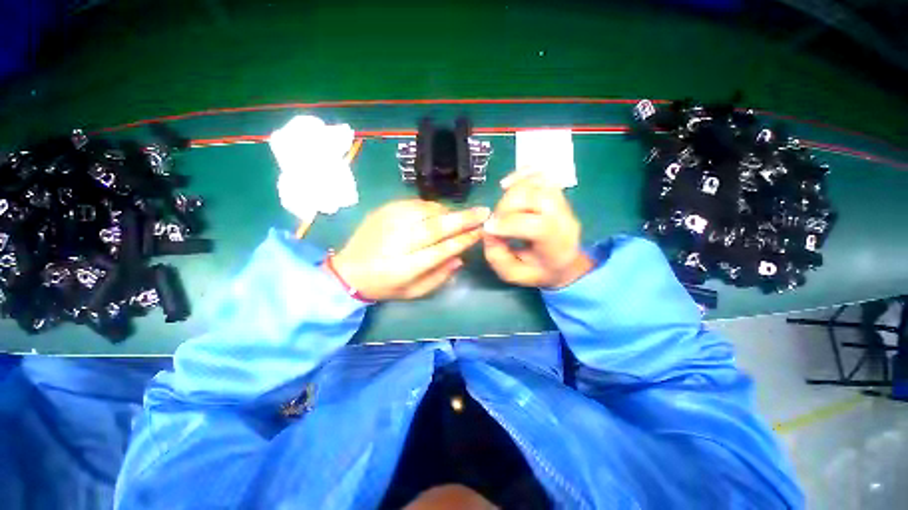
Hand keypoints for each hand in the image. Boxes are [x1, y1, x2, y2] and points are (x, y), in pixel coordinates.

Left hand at [330, 200, 489, 300]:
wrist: (348, 270)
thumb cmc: (385, 285)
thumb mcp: (414, 292)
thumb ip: (439, 277)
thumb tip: (461, 258)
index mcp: (406, 267)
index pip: (442, 250)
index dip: (464, 240)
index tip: (481, 232)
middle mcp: (398, 241)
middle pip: (436, 226)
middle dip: (463, 219)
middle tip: (483, 211)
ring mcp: (389, 222)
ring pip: (428, 210)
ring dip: (448, 212)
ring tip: (458, 217)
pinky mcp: (384, 210)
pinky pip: (415, 203)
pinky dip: (431, 207)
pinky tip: (436, 214)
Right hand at [483, 171, 593, 287]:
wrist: (565, 262)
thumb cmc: (538, 270)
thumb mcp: (513, 274)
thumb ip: (497, 256)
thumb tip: (488, 230)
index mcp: (557, 246)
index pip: (539, 226)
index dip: (510, 223)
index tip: (489, 228)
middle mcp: (564, 219)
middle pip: (536, 198)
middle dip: (507, 207)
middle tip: (496, 220)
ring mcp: (563, 202)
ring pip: (536, 183)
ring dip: (511, 192)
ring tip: (502, 208)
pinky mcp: (556, 192)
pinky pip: (539, 174)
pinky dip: (520, 174)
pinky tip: (507, 185)